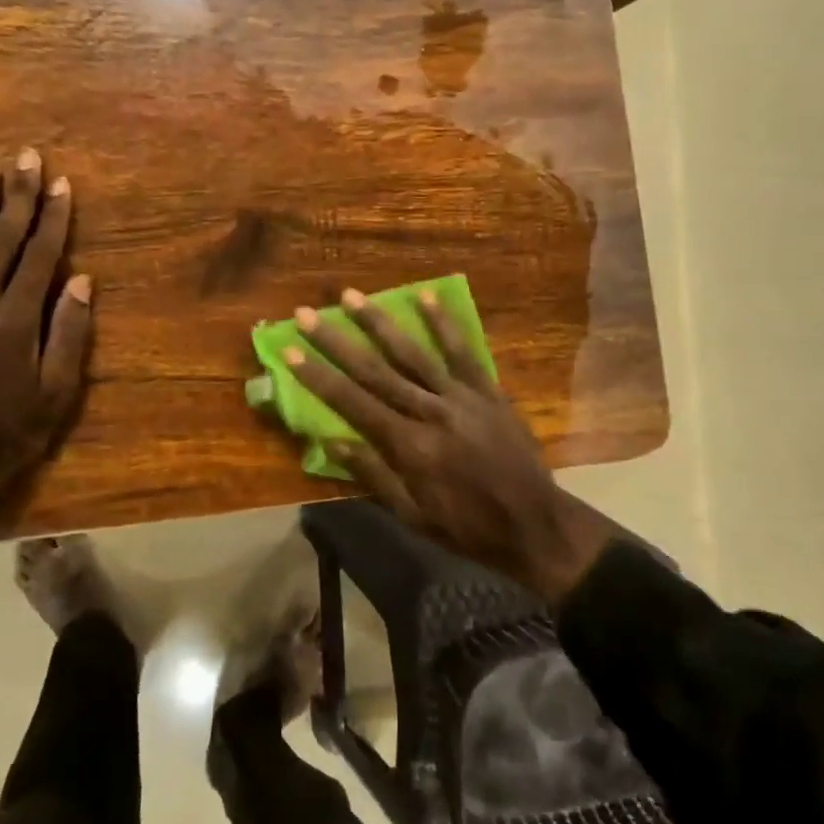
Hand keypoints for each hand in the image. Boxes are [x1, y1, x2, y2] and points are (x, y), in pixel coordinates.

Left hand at [0, 149, 92, 494]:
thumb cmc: (11, 432)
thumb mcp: (58, 392)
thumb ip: (69, 333)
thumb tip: (81, 280)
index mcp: (17, 321)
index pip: (40, 257)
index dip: (53, 218)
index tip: (62, 183)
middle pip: (1, 241)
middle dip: (17, 196)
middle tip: (25, 156)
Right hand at [285, 289, 612, 605]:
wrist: (533, 523)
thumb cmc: (467, 527)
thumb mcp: (412, 515)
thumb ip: (373, 475)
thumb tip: (331, 441)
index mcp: (408, 446)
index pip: (352, 403)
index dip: (318, 376)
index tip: (290, 349)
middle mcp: (430, 412)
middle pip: (376, 371)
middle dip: (337, 341)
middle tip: (307, 312)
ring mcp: (462, 397)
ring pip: (414, 353)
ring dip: (380, 322)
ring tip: (352, 296)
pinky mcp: (488, 391)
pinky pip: (464, 352)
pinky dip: (444, 324)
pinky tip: (426, 297)